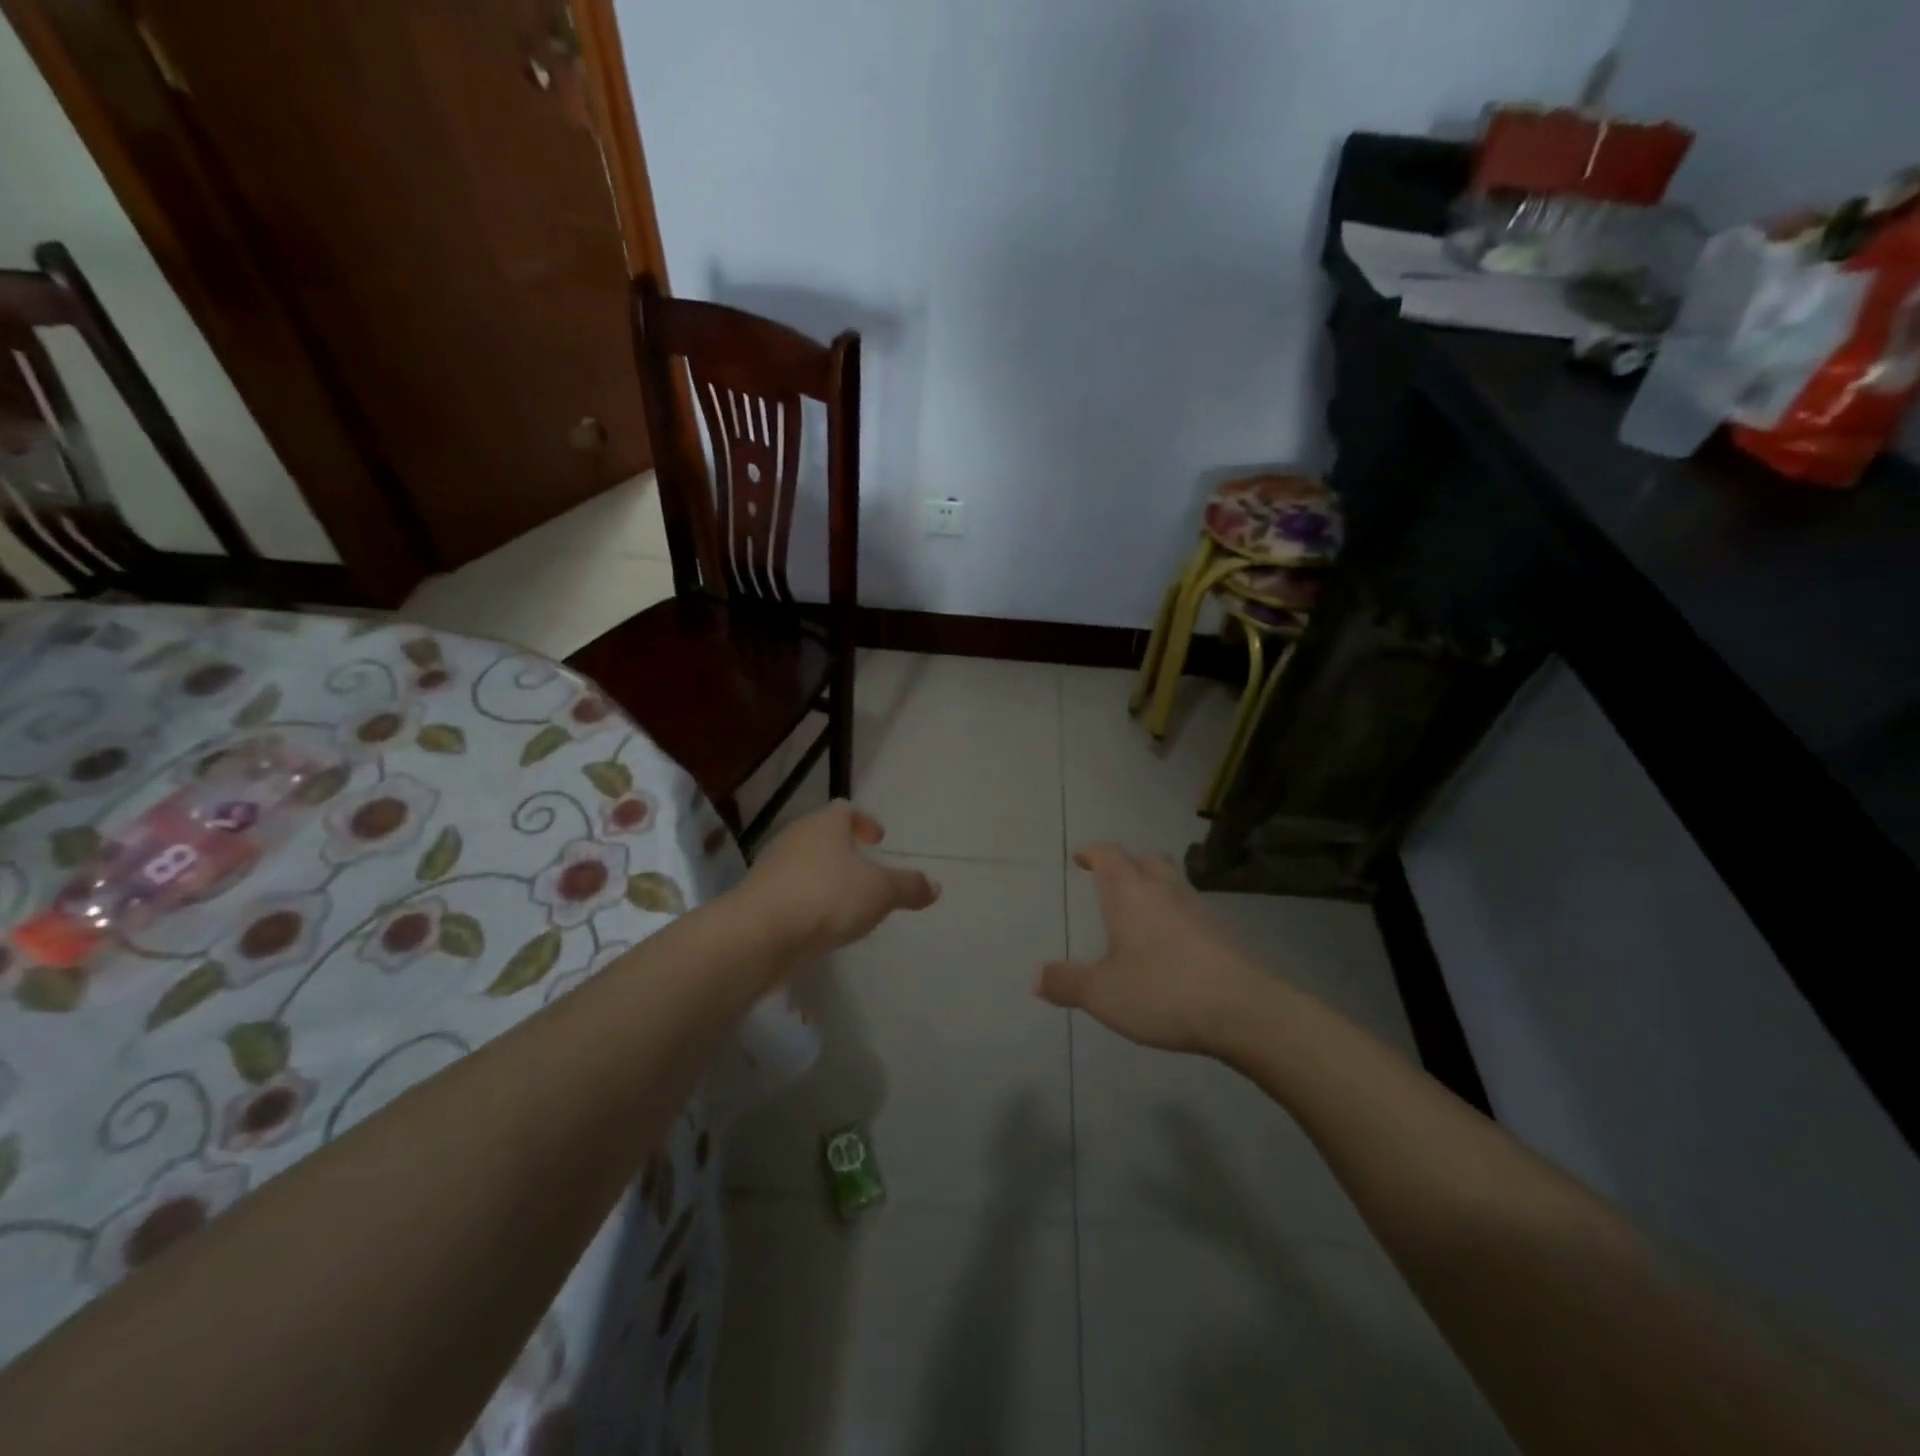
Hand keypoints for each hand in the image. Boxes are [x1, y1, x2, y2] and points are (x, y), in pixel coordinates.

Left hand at [736, 802, 939, 961]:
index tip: (878, 838)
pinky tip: (819, 922)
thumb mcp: (880, 892)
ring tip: (845, 898)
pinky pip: (790, 891)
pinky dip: (807, 900)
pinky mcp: (758, 898)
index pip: (845, 810)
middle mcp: (795, 837)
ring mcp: (771, 867)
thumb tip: (934, 885)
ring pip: (804, 863)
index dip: (864, 822)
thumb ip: (907, 887)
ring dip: (824, 876)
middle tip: (864, 865)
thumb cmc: (826, 897)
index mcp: (825, 825)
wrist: (759, 933)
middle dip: (843, 849)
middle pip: (822, 835)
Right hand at [1037, 845, 1271, 1053]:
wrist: (1241, 1010)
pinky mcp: (1220, 934)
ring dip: (1154, 888)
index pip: (1108, 856)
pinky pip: (1190, 912)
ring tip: (1139, 912)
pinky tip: (1169, 944)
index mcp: (1129, 894)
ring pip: (1172, 883)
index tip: (1079, 856)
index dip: (1092, 853)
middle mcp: (1163, 891)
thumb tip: (1035, 977)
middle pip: (1146, 860)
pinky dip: (1174, 916)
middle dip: (1127, 864)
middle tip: (1111, 879)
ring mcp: (1197, 910)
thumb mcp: (1102, 994)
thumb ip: (1067, 982)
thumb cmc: (1161, 991)